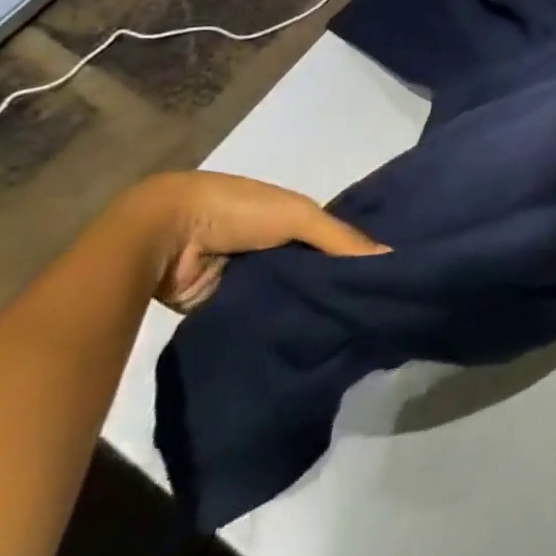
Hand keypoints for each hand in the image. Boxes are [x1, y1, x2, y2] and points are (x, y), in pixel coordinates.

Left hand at [139, 171, 387, 311]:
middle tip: (372, 314)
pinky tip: (308, 344)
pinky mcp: (226, 308)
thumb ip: (341, 238)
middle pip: (313, 270)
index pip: (333, 239)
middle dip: (335, 287)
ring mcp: (247, 279)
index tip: (387, 280)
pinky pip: (262, 318)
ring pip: (289, 297)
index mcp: (289, 217)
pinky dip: (279, 327)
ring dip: (308, 310)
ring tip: (348, 334)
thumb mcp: (298, 215)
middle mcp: (272, 246)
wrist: (163, 236)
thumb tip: (392, 257)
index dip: (356, 255)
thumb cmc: (236, 211)